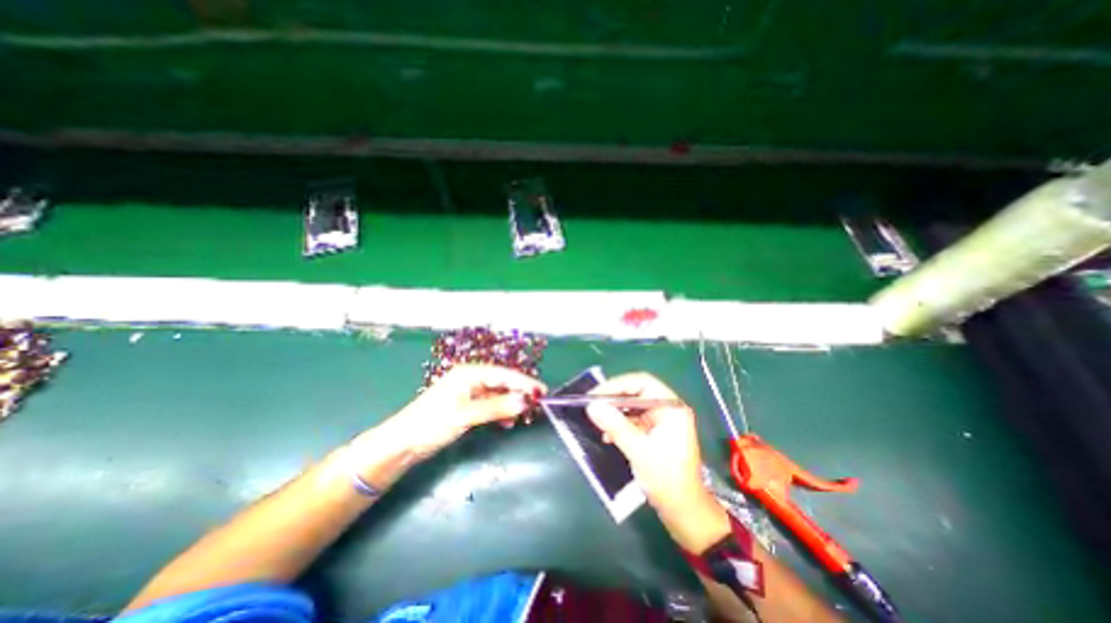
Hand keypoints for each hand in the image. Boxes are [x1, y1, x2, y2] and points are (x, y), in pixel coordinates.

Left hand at [376, 364, 548, 462]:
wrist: (402, 443)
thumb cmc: (432, 423)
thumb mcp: (466, 415)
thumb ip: (497, 407)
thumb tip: (525, 402)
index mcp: (470, 373)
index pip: (504, 374)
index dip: (524, 382)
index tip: (543, 391)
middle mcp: (471, 378)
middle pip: (502, 382)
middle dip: (520, 392)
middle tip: (538, 404)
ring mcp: (469, 392)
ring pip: (498, 394)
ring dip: (511, 403)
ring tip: (524, 415)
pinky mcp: (467, 405)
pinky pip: (491, 404)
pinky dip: (500, 411)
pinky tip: (507, 421)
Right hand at [581, 371, 730, 552]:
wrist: (685, 514)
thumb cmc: (668, 480)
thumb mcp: (639, 451)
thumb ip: (616, 426)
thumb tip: (592, 406)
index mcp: (671, 408)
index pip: (642, 383)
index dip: (617, 385)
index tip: (595, 394)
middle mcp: (667, 409)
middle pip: (636, 393)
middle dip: (613, 398)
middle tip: (592, 405)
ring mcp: (661, 422)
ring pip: (632, 407)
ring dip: (614, 413)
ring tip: (597, 420)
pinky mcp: (655, 434)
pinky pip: (633, 421)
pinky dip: (619, 425)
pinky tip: (607, 436)